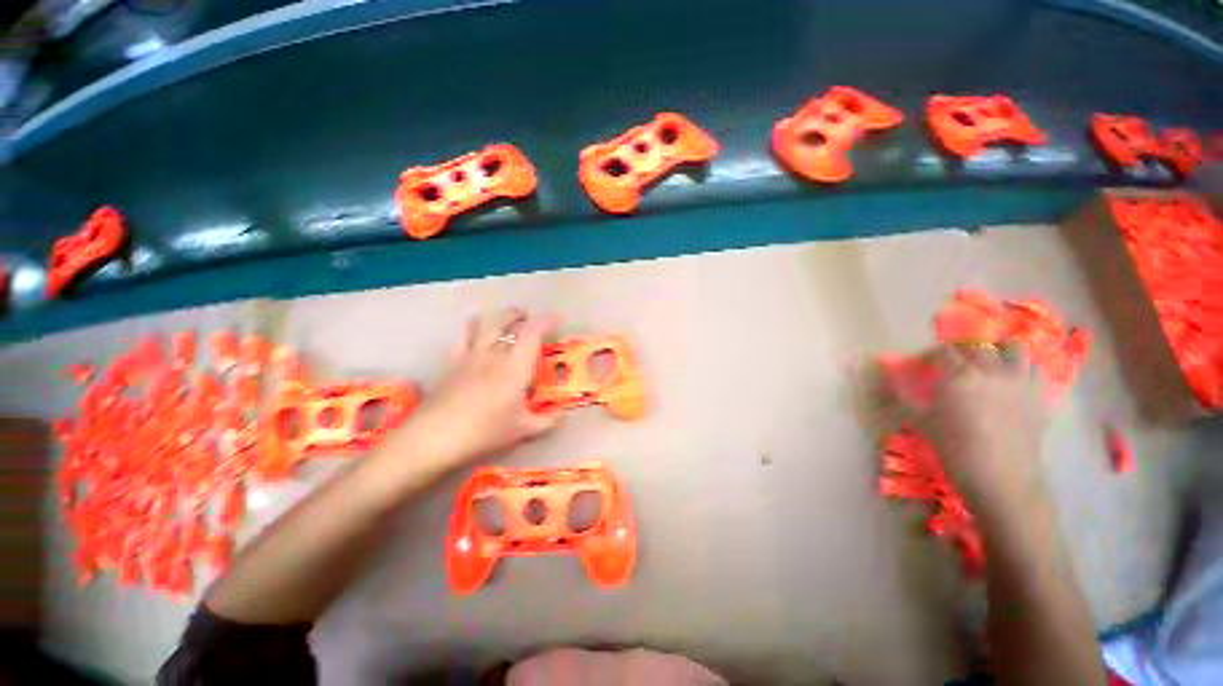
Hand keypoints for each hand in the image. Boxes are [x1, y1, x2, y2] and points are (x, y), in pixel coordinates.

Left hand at [399, 309, 562, 468]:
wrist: (435, 437)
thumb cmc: (485, 431)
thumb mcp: (522, 429)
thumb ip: (546, 421)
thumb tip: (562, 416)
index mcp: (516, 365)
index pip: (533, 331)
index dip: (547, 320)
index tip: (557, 318)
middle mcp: (494, 353)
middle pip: (506, 319)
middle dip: (519, 314)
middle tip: (528, 318)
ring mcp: (470, 355)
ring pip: (483, 323)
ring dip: (497, 317)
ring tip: (504, 322)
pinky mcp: (451, 362)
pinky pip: (462, 336)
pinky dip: (472, 329)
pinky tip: (475, 335)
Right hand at [891, 343, 1049, 506]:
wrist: (1002, 481)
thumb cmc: (954, 451)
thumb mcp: (920, 421)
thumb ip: (902, 393)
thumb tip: (886, 373)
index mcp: (958, 376)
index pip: (941, 352)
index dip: (928, 356)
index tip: (921, 367)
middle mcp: (990, 370)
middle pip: (973, 346)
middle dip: (958, 351)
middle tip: (949, 365)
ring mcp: (1019, 380)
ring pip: (1011, 348)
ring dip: (996, 350)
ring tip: (986, 362)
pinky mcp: (1038, 395)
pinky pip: (1034, 368)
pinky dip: (1021, 366)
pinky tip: (1011, 379)